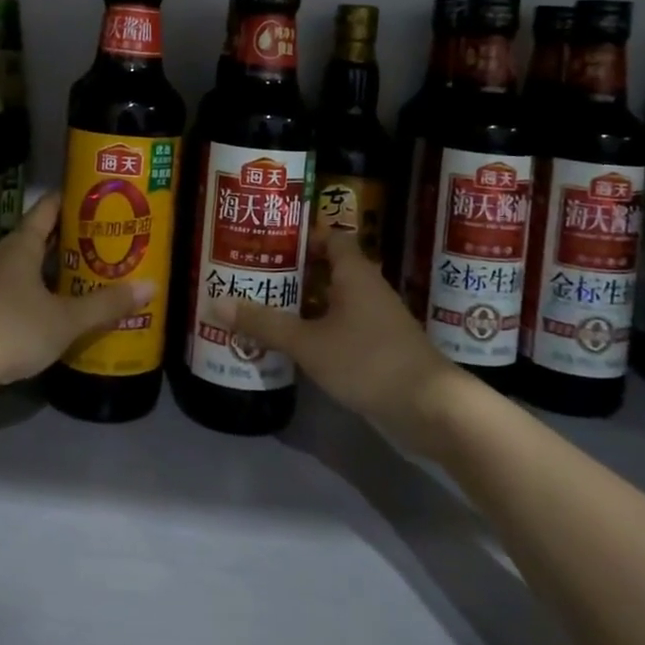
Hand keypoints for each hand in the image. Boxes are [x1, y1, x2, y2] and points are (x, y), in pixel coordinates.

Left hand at [0, 194, 150, 420]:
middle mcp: (4, 255)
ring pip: (30, 264)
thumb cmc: (13, 329)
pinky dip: (42, 290)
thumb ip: (106, 304)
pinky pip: (20, 288)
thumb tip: (151, 286)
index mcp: (22, 244)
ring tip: (92, 272)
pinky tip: (61, 306)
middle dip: (72, 237)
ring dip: (57, 267)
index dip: (73, 200)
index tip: (100, 198)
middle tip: (108, 239)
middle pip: (41, 236)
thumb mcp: (66, 320)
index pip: (49, 208)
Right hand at [211, 227, 457, 451]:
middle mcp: (367, 287)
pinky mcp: (380, 347)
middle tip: (254, 276)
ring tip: (263, 307)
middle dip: (293, 273)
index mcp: (354, 272)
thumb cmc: (368, 360)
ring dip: (304, 304)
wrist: (431, 408)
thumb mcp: (309, 342)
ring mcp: (376, 319)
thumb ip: (264, 323)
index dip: (301, 236)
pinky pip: (342, 326)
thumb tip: (214, 303)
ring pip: (333, 300)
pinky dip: (318, 329)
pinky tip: (293, 343)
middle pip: (327, 269)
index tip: (268, 242)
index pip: (329, 237)